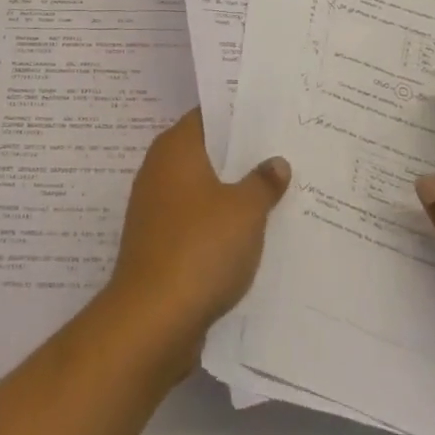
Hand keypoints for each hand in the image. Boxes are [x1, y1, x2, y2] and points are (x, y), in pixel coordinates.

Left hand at [105, 110, 291, 364]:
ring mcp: (155, 209)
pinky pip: (195, 223)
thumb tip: (276, 162)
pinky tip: (249, 237)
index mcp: (176, 148)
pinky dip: (218, 226)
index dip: (238, 114)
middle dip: (240, 157)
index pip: (208, 115)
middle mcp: (159, 170)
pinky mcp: (158, 245)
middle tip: (281, 154)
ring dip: (230, 195)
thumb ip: (263, 182)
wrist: (152, 320)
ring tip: (274, 195)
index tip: (269, 116)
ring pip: (201, 191)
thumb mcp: (246, 211)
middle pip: (205, 153)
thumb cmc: (200, 248)